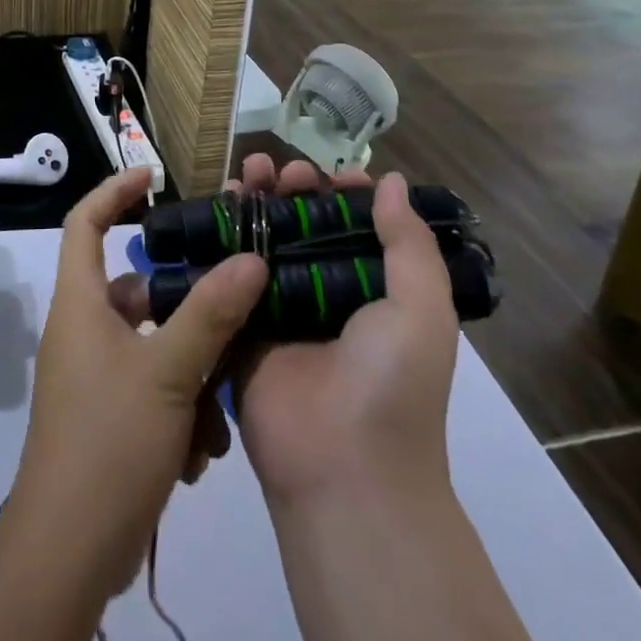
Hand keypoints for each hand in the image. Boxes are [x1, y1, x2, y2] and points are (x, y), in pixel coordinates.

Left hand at [7, 168, 265, 597]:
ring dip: (191, 372)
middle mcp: (84, 330)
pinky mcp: (108, 416)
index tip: (153, 177)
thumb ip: (211, 313)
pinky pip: (151, 389)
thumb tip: (251, 258)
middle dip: (184, 305)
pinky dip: (179, 410)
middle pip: (137, 290)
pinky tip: (200, 452)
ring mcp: (94, 376)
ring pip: (154, 346)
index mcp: (81, 303)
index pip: (86, 222)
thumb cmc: (109, 441)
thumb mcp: (167, 372)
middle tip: (230, 307)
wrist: (69, 551)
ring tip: (218, 404)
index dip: (115, 191)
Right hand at [230, 157, 459, 507]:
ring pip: (263, 240)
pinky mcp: (239, 325)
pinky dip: (221, 236)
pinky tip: (217, 204)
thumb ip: (409, 244)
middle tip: (281, 171)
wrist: (343, 469)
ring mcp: (279, 309)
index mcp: (371, 291)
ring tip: (247, 174)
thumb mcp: (423, 311)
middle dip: (292, 190)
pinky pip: (227, 272)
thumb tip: (388, 180)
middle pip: (303, 226)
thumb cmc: (391, 384)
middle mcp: (324, 294)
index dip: (342, 194)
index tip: (332, 173)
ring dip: (255, 202)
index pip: (355, 227)